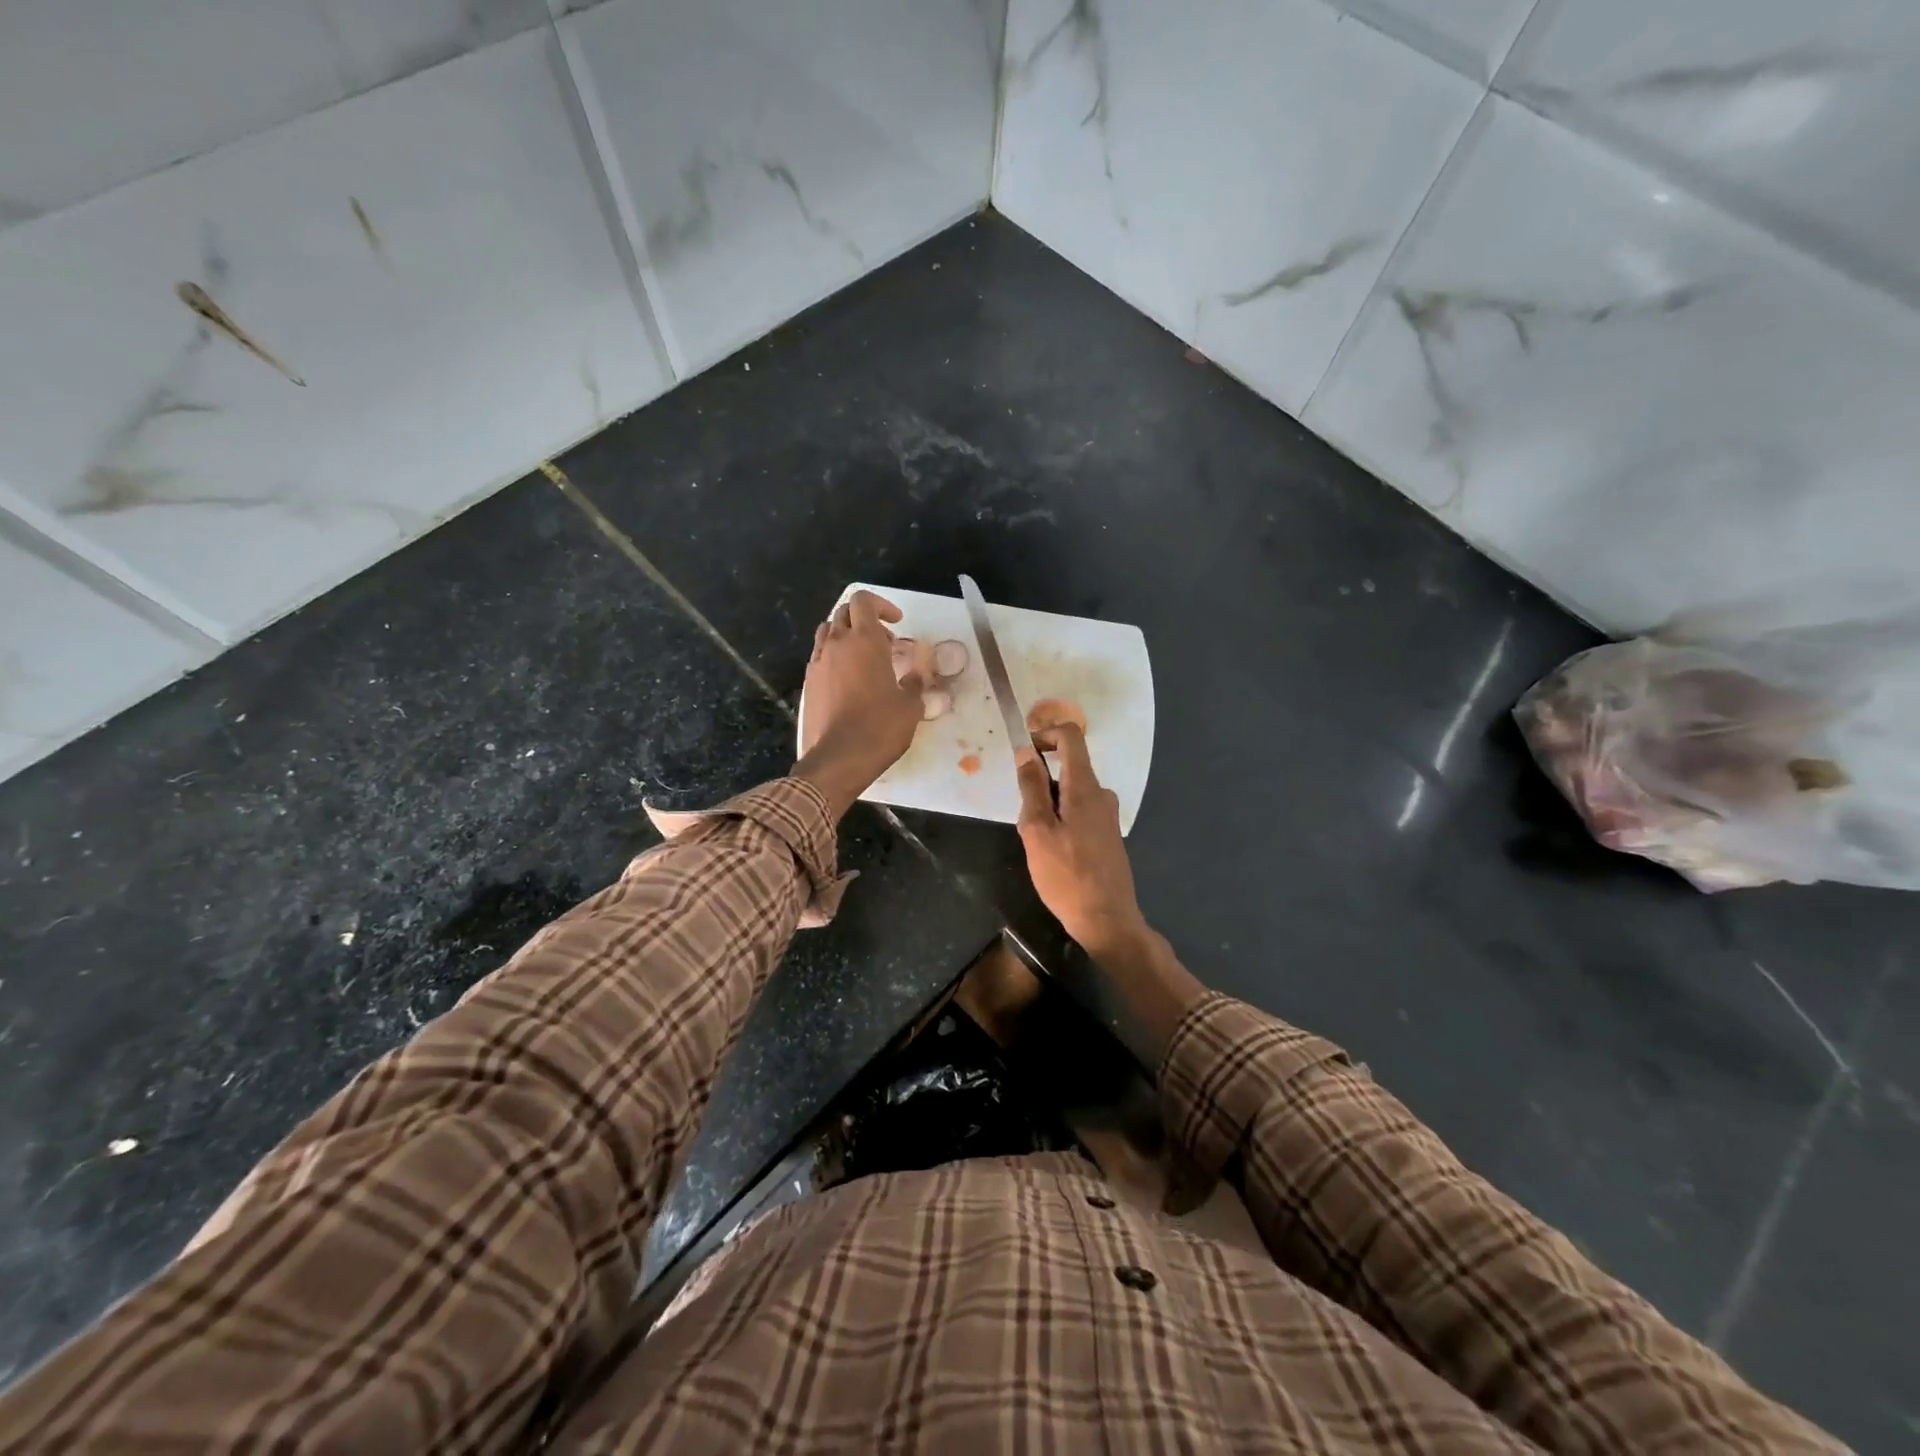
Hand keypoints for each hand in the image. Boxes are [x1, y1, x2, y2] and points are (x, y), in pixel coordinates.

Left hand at [793, 591, 925, 817]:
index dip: (881, 605)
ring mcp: (818, 663)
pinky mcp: (808, 684)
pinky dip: (835, 658)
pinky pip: (820, 657)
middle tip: (886, 642)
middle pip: (844, 613)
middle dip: (865, 620)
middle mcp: (837, 645)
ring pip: (828, 632)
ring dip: (847, 636)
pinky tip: (849, 681)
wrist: (838, 758)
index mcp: (864, 642)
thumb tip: (916, 675)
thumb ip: (914, 683)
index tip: (897, 623)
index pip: (864, 601)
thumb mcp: (910, 706)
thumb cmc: (880, 728)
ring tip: (865, 658)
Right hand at [1014, 720, 1145, 954]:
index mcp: (1085, 787)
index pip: (1071, 737)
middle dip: (1039, 785)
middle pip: (1067, 768)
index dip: (1045, 734)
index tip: (1024, 752)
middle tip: (1026, 823)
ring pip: (1070, 795)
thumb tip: (1026, 752)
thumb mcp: (1037, 830)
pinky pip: (1079, 813)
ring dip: (1048, 809)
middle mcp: (1102, 794)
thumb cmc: (1066, 875)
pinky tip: (1055, 857)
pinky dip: (1061, 822)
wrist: (1107, 920)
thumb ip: (1032, 788)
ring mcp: (1108, 816)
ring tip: (1038, 847)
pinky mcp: (1108, 835)